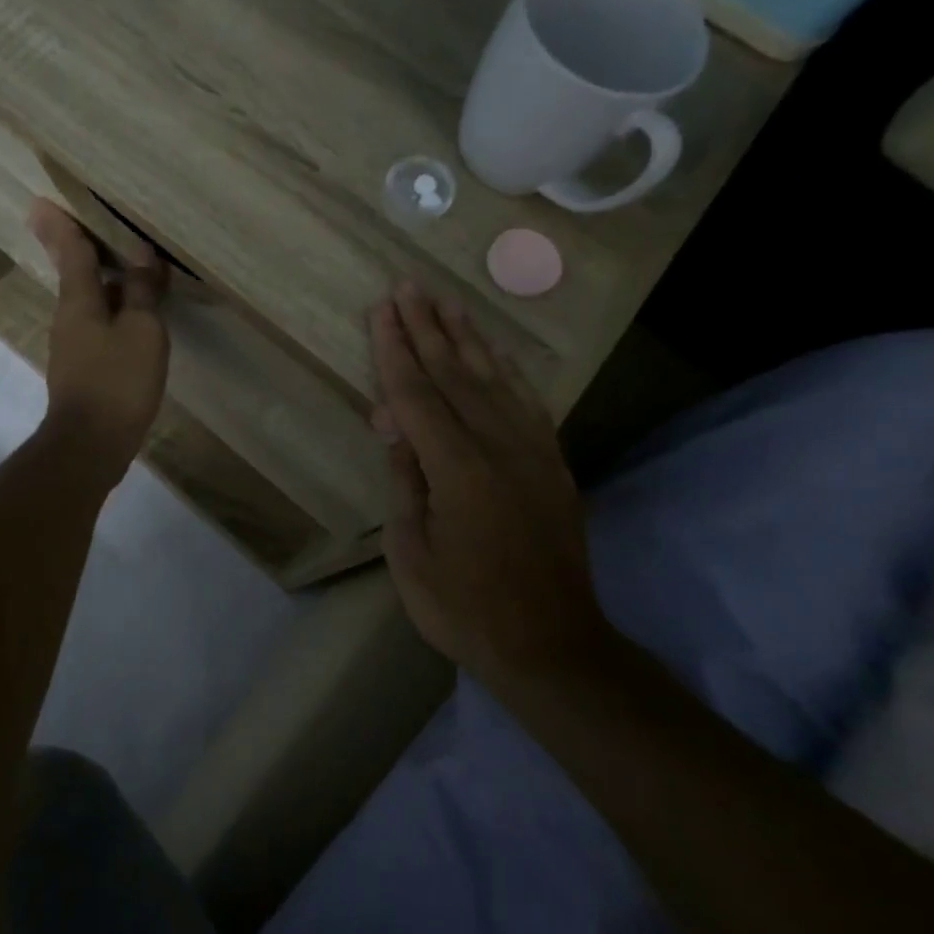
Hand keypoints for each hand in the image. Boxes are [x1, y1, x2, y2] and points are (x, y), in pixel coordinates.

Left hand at [29, 199, 168, 488]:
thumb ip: (141, 291)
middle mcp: (68, 317)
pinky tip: (133, 317)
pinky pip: (98, 326)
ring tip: (130, 268)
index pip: (71, 252)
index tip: (41, 202)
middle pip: (77, 274)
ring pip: (89, 301)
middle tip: (98, 227)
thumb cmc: (118, 381)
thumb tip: (142, 254)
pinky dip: (113, 311)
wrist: (91, 444)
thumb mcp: (142, 331)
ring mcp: (72, 346)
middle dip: (84, 250)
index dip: (61, 226)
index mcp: (78, 301)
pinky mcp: (82, 369)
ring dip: (105, 282)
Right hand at [369, 283, 606, 690]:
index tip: (381, 309)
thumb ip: (405, 482)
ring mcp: (532, 453)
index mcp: (457, 469)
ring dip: (468, 338)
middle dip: (427, 328)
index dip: (395, 350)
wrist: (552, 646)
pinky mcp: (552, 465)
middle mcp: (498, 447)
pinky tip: (496, 354)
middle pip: (455, 374)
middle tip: (409, 287)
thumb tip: (395, 429)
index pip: (417, 394)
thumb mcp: (411, 553)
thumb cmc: (465, 608)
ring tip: (449, 301)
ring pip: (494, 380)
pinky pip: (527, 404)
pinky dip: (507, 372)